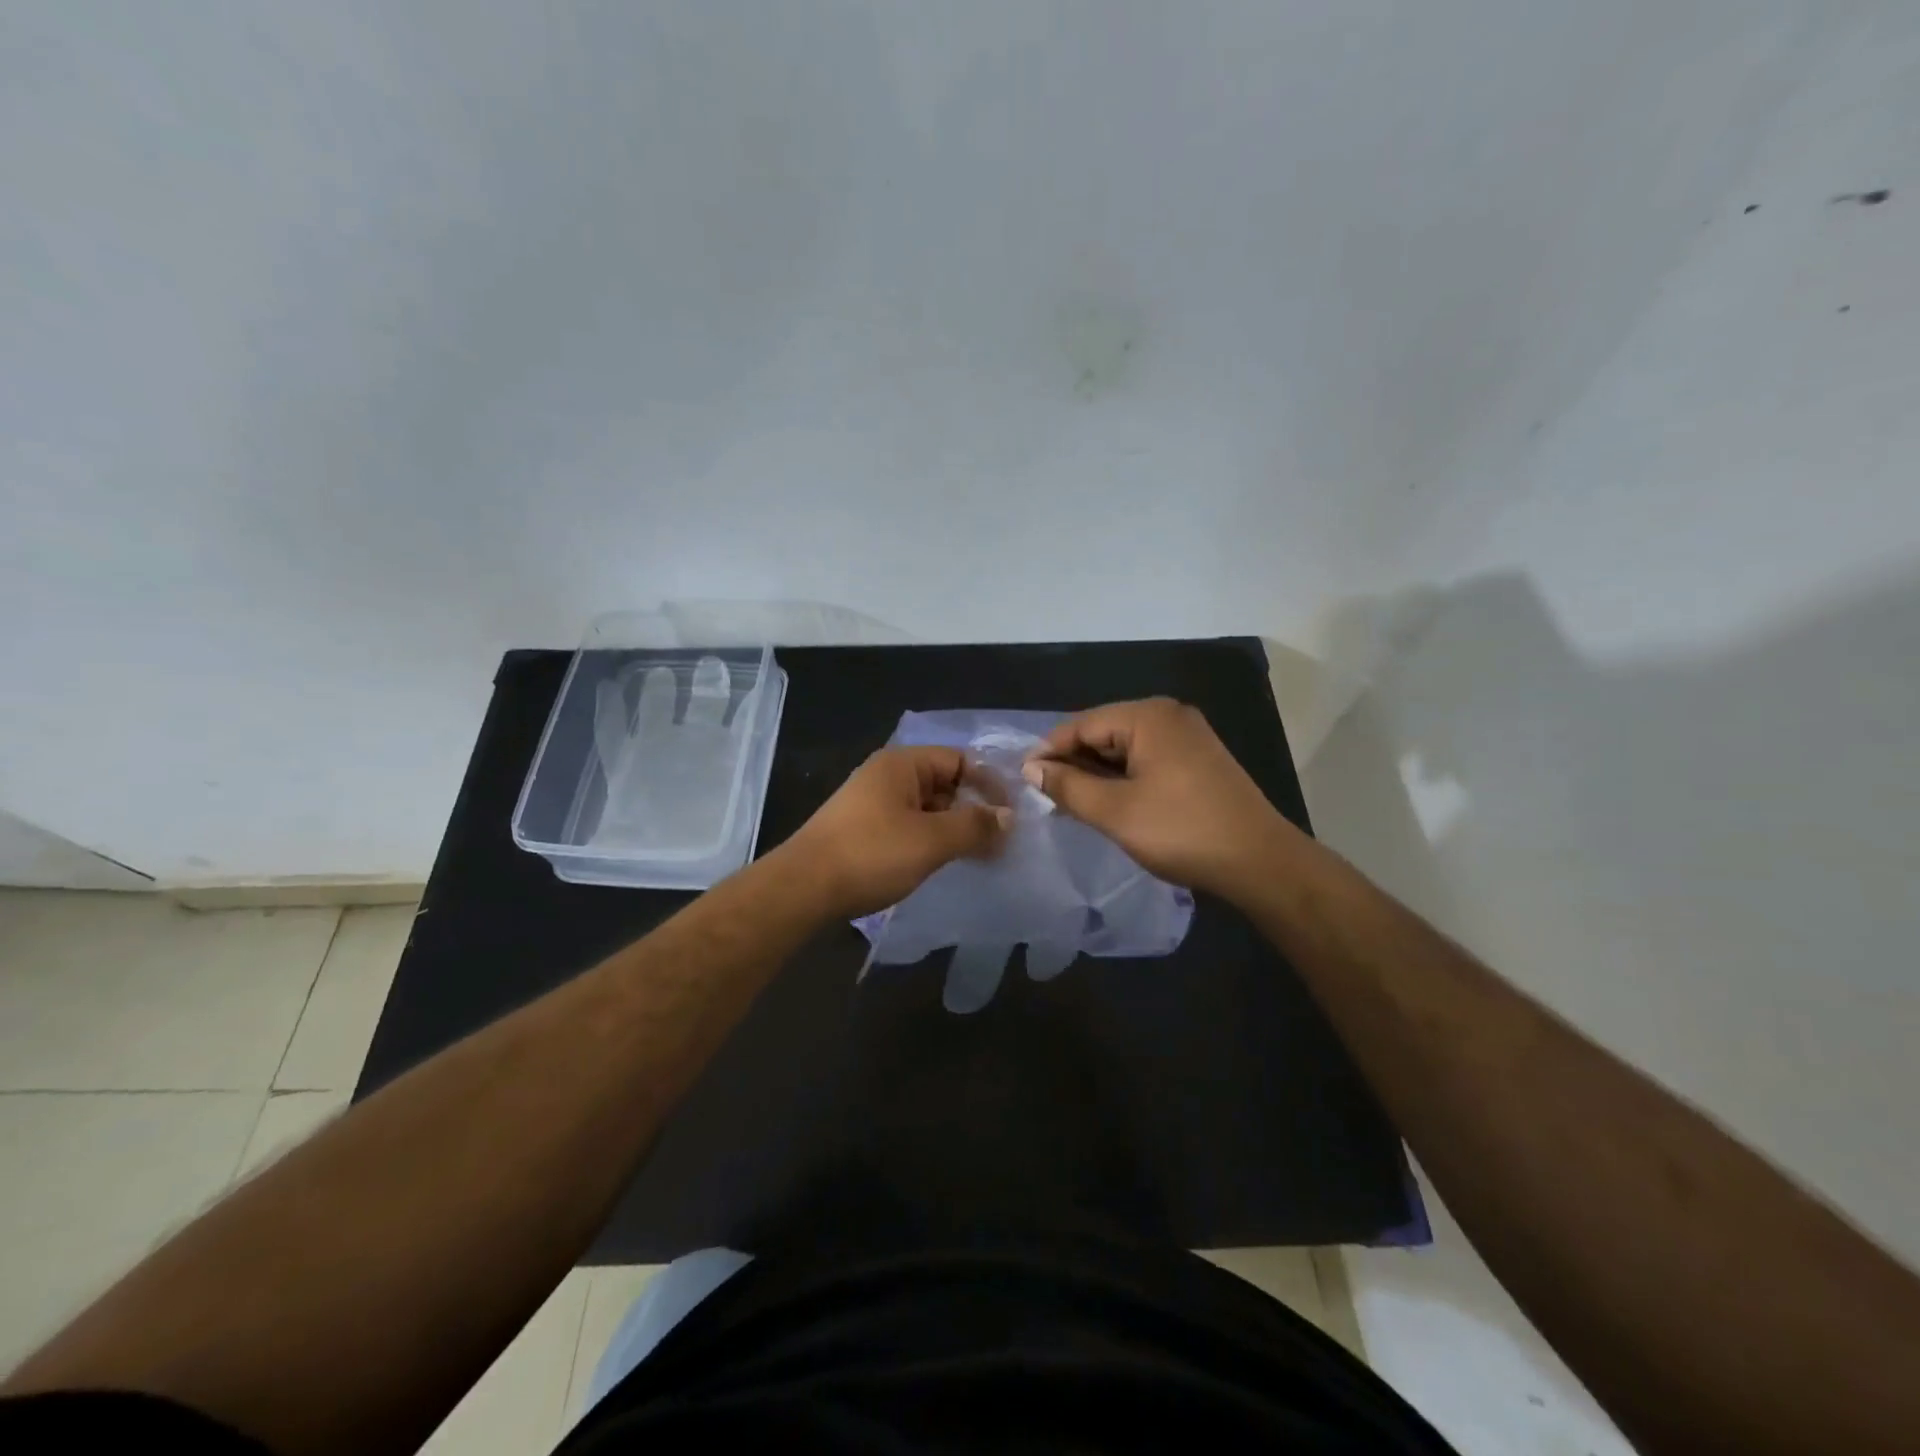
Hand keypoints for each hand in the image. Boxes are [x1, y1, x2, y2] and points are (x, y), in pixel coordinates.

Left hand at [782, 746, 1011, 919]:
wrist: (803, 888)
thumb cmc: (871, 854)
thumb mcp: (931, 840)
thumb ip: (974, 826)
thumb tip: (1008, 818)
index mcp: (902, 764)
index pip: (959, 760)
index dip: (988, 784)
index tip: (1011, 816)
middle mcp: (887, 776)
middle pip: (944, 783)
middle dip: (973, 809)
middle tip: (1000, 841)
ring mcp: (872, 803)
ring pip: (927, 808)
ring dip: (954, 828)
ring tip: (978, 856)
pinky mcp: (864, 830)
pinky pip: (909, 826)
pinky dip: (931, 840)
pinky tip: (943, 863)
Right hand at [1022, 698, 1289, 895]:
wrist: (1260, 862)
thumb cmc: (1181, 831)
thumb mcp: (1114, 811)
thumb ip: (1067, 786)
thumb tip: (1031, 768)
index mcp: (1148, 716)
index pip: (1081, 724)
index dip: (1048, 751)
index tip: (1022, 779)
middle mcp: (1169, 715)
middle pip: (1103, 731)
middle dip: (1073, 762)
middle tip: (1045, 795)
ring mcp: (1187, 736)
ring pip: (1124, 747)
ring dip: (1096, 773)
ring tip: (1070, 802)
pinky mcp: (1197, 759)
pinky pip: (1146, 759)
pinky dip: (1122, 777)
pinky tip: (1107, 802)